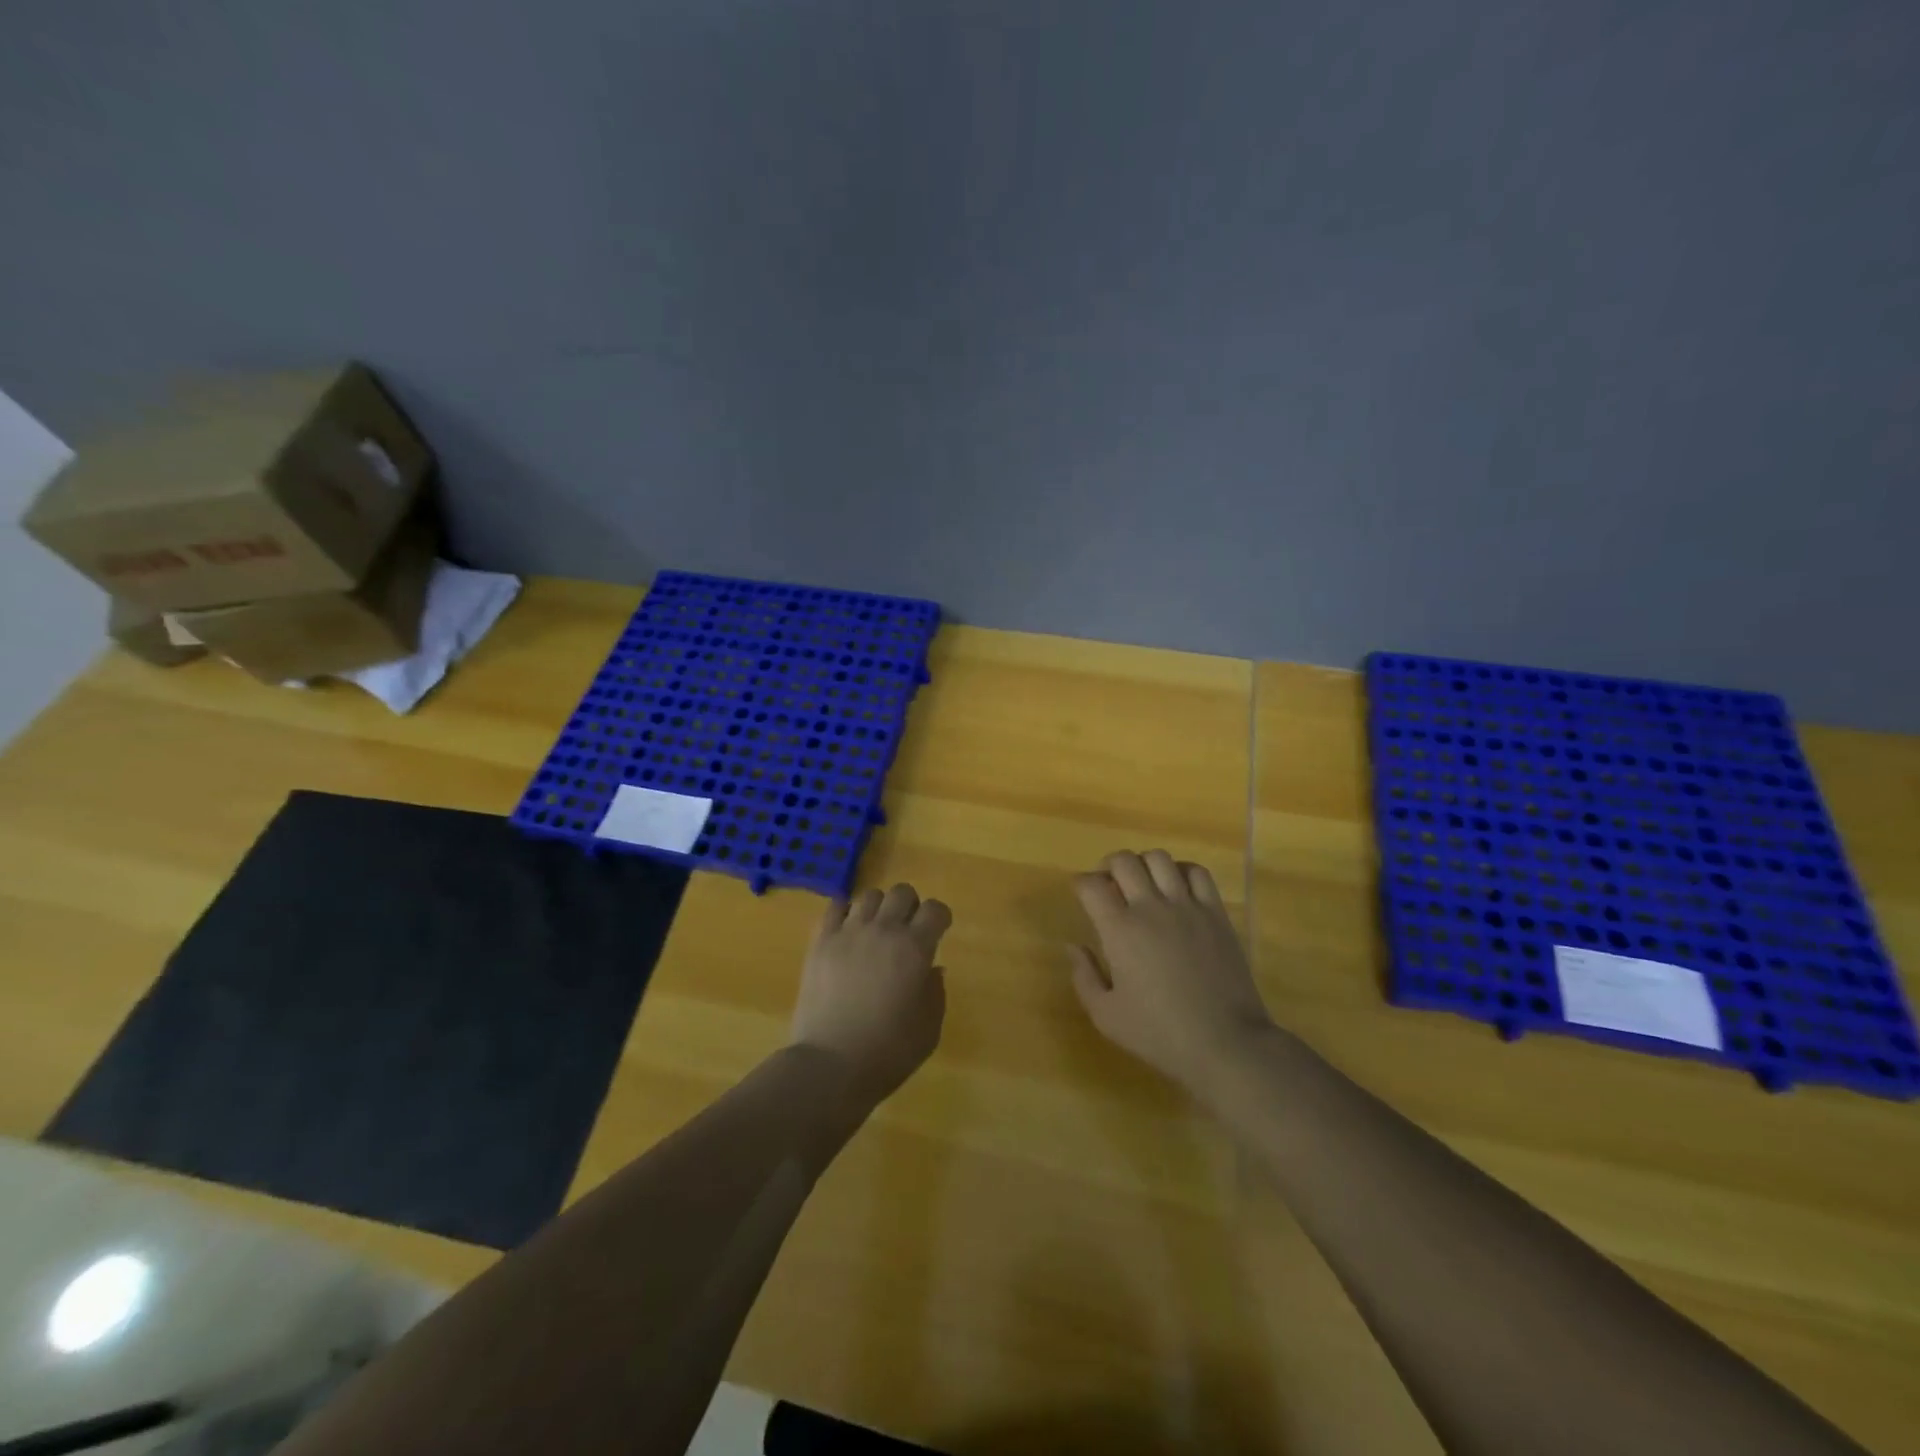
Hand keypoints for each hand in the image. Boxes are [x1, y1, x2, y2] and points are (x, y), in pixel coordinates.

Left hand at [791, 883, 951, 1108]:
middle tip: (907, 931)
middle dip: (911, 907)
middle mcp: (884, 930)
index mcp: (916, 948)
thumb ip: (935, 992)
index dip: (940, 918)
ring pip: (870, 895)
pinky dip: (845, 911)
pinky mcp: (821, 941)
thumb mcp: (929, 1028)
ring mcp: (849, 932)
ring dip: (879, 908)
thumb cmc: (889, 1052)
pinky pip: (834, 906)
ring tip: (875, 930)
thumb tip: (931, 969)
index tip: (938, 931)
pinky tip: (847, 929)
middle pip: (902, 893)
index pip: (935, 909)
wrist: (831, 1065)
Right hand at [1067, 850, 1275, 1095]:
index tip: (1082, 894)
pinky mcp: (1215, 912)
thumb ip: (1084, 976)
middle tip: (1109, 885)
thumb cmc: (1159, 1034)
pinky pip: (1197, 872)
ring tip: (1143, 883)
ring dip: (1143, 864)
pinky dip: (1181, 870)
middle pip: (1123, 861)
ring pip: (1159, 858)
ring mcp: (1187, 906)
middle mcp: (1150, 908)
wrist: (1224, 1042)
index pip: (1091, 885)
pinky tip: (1177, 887)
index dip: (1081, 884)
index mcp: (1119, 931)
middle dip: (1109, 866)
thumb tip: (1073, 946)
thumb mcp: (1105, 1016)